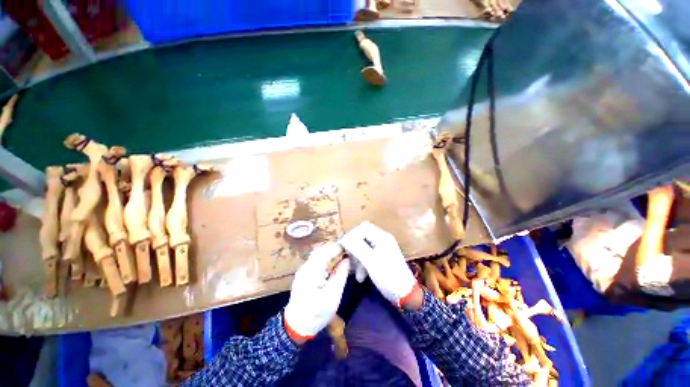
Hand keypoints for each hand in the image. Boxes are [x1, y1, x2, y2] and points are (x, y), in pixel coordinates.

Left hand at [283, 243, 349, 342]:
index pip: (325, 251)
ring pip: (317, 254)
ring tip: (342, 255)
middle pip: (320, 250)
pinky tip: (332, 263)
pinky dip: (325, 258)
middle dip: (334, 249)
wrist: (297, 326)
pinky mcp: (304, 274)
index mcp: (312, 271)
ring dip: (329, 253)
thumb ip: (340, 275)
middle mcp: (305, 267)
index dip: (337, 248)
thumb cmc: (317, 313)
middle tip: (346, 251)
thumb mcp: (333, 296)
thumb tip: (347, 260)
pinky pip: (316, 260)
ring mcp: (303, 270)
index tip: (349, 247)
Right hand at [340, 222, 418, 308]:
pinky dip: (362, 263)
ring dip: (357, 257)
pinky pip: (367, 255)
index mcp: (382, 237)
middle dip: (353, 246)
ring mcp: (383, 248)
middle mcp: (382, 239)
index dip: (351, 234)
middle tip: (347, 257)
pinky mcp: (381, 257)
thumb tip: (344, 238)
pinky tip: (360, 276)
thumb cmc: (389, 278)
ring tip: (354, 271)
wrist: (406, 295)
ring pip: (363, 246)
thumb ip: (358, 248)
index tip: (342, 246)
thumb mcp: (371, 262)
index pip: (363, 228)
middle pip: (362, 236)